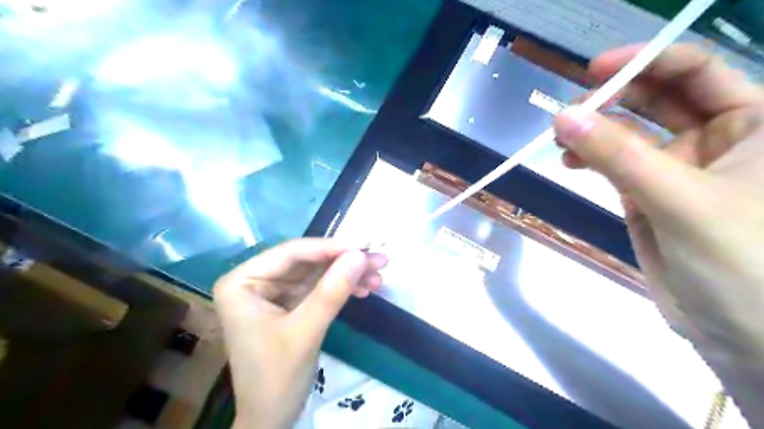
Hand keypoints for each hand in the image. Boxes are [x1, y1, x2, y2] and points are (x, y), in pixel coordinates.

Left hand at [212, 240, 388, 427]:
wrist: (272, 420)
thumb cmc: (276, 378)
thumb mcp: (305, 332)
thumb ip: (332, 291)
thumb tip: (360, 255)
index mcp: (242, 282)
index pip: (291, 253)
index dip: (331, 247)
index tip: (365, 246)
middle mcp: (256, 281)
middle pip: (308, 262)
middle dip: (344, 262)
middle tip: (379, 260)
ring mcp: (273, 293)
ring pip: (317, 274)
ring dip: (348, 275)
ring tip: (379, 276)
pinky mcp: (289, 305)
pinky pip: (318, 289)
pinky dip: (341, 289)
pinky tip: (364, 290)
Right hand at [556, 42, 763, 421]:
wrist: (739, 332)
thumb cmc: (741, 261)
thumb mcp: (679, 200)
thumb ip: (618, 157)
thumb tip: (563, 117)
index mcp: (755, 121)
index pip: (697, 70)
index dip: (646, 61)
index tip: (594, 70)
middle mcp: (717, 136)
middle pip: (657, 98)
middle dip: (611, 99)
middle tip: (567, 112)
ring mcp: (677, 166)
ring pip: (628, 133)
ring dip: (594, 132)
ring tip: (561, 140)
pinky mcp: (647, 193)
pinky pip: (614, 164)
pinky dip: (590, 159)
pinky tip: (569, 162)